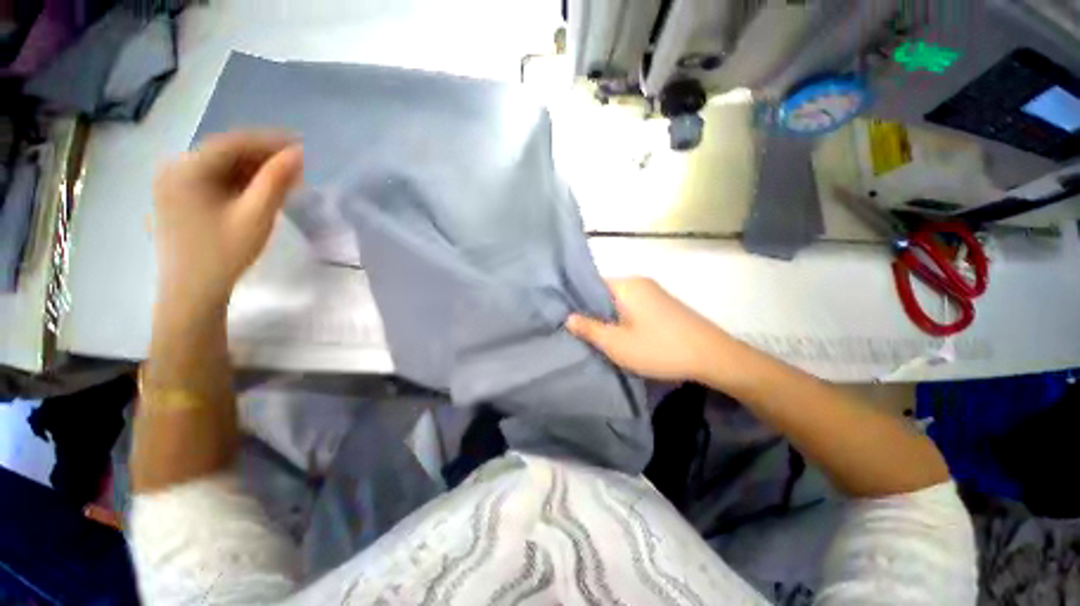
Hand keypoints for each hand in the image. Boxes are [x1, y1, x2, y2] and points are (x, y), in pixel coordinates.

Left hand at [153, 131, 302, 309]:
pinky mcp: (176, 197)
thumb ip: (277, 181)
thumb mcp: (256, 216)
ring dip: (253, 169)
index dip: (270, 141)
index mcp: (186, 169)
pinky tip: (258, 192)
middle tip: (297, 168)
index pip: (234, 142)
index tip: (302, 145)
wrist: (191, 291)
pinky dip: (238, 181)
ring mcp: (172, 183)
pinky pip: (212, 179)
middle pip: (225, 152)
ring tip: (284, 181)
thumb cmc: (224, 254)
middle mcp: (174, 168)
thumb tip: (299, 153)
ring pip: (220, 165)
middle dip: (263, 156)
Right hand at [565, 277, 730, 381]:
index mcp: (626, 285)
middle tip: (581, 330)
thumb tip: (568, 317)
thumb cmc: (659, 349)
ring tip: (598, 334)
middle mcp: (639, 282)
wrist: (713, 356)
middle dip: (593, 310)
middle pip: (606, 291)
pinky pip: (634, 305)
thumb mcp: (617, 344)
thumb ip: (590, 329)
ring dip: (609, 315)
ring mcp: (654, 292)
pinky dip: (624, 317)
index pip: (591, 283)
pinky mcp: (664, 304)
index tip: (567, 316)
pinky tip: (623, 333)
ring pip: (620, 300)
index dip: (577, 300)